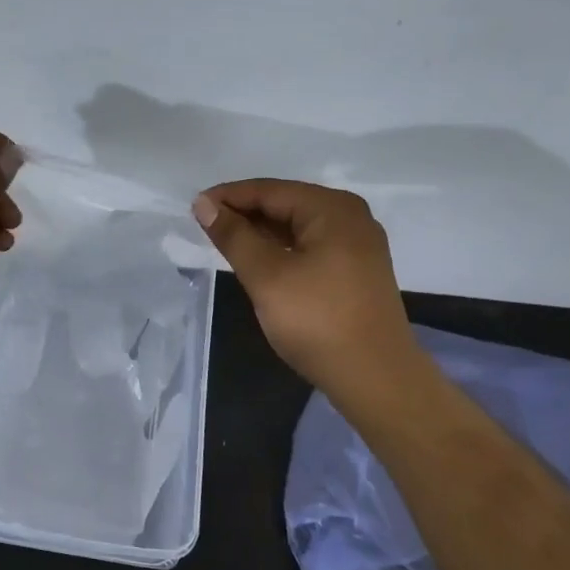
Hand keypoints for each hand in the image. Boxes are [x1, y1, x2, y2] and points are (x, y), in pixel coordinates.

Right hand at [192, 179, 416, 399]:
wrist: (375, 378)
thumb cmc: (317, 320)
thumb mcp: (266, 276)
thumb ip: (233, 236)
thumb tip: (203, 204)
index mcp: (332, 208)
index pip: (269, 190)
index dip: (228, 197)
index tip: (193, 209)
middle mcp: (350, 216)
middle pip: (285, 204)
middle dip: (244, 214)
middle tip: (204, 227)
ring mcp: (357, 244)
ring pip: (296, 226)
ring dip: (260, 232)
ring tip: (224, 242)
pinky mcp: (356, 269)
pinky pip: (309, 245)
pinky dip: (280, 248)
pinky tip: (258, 260)